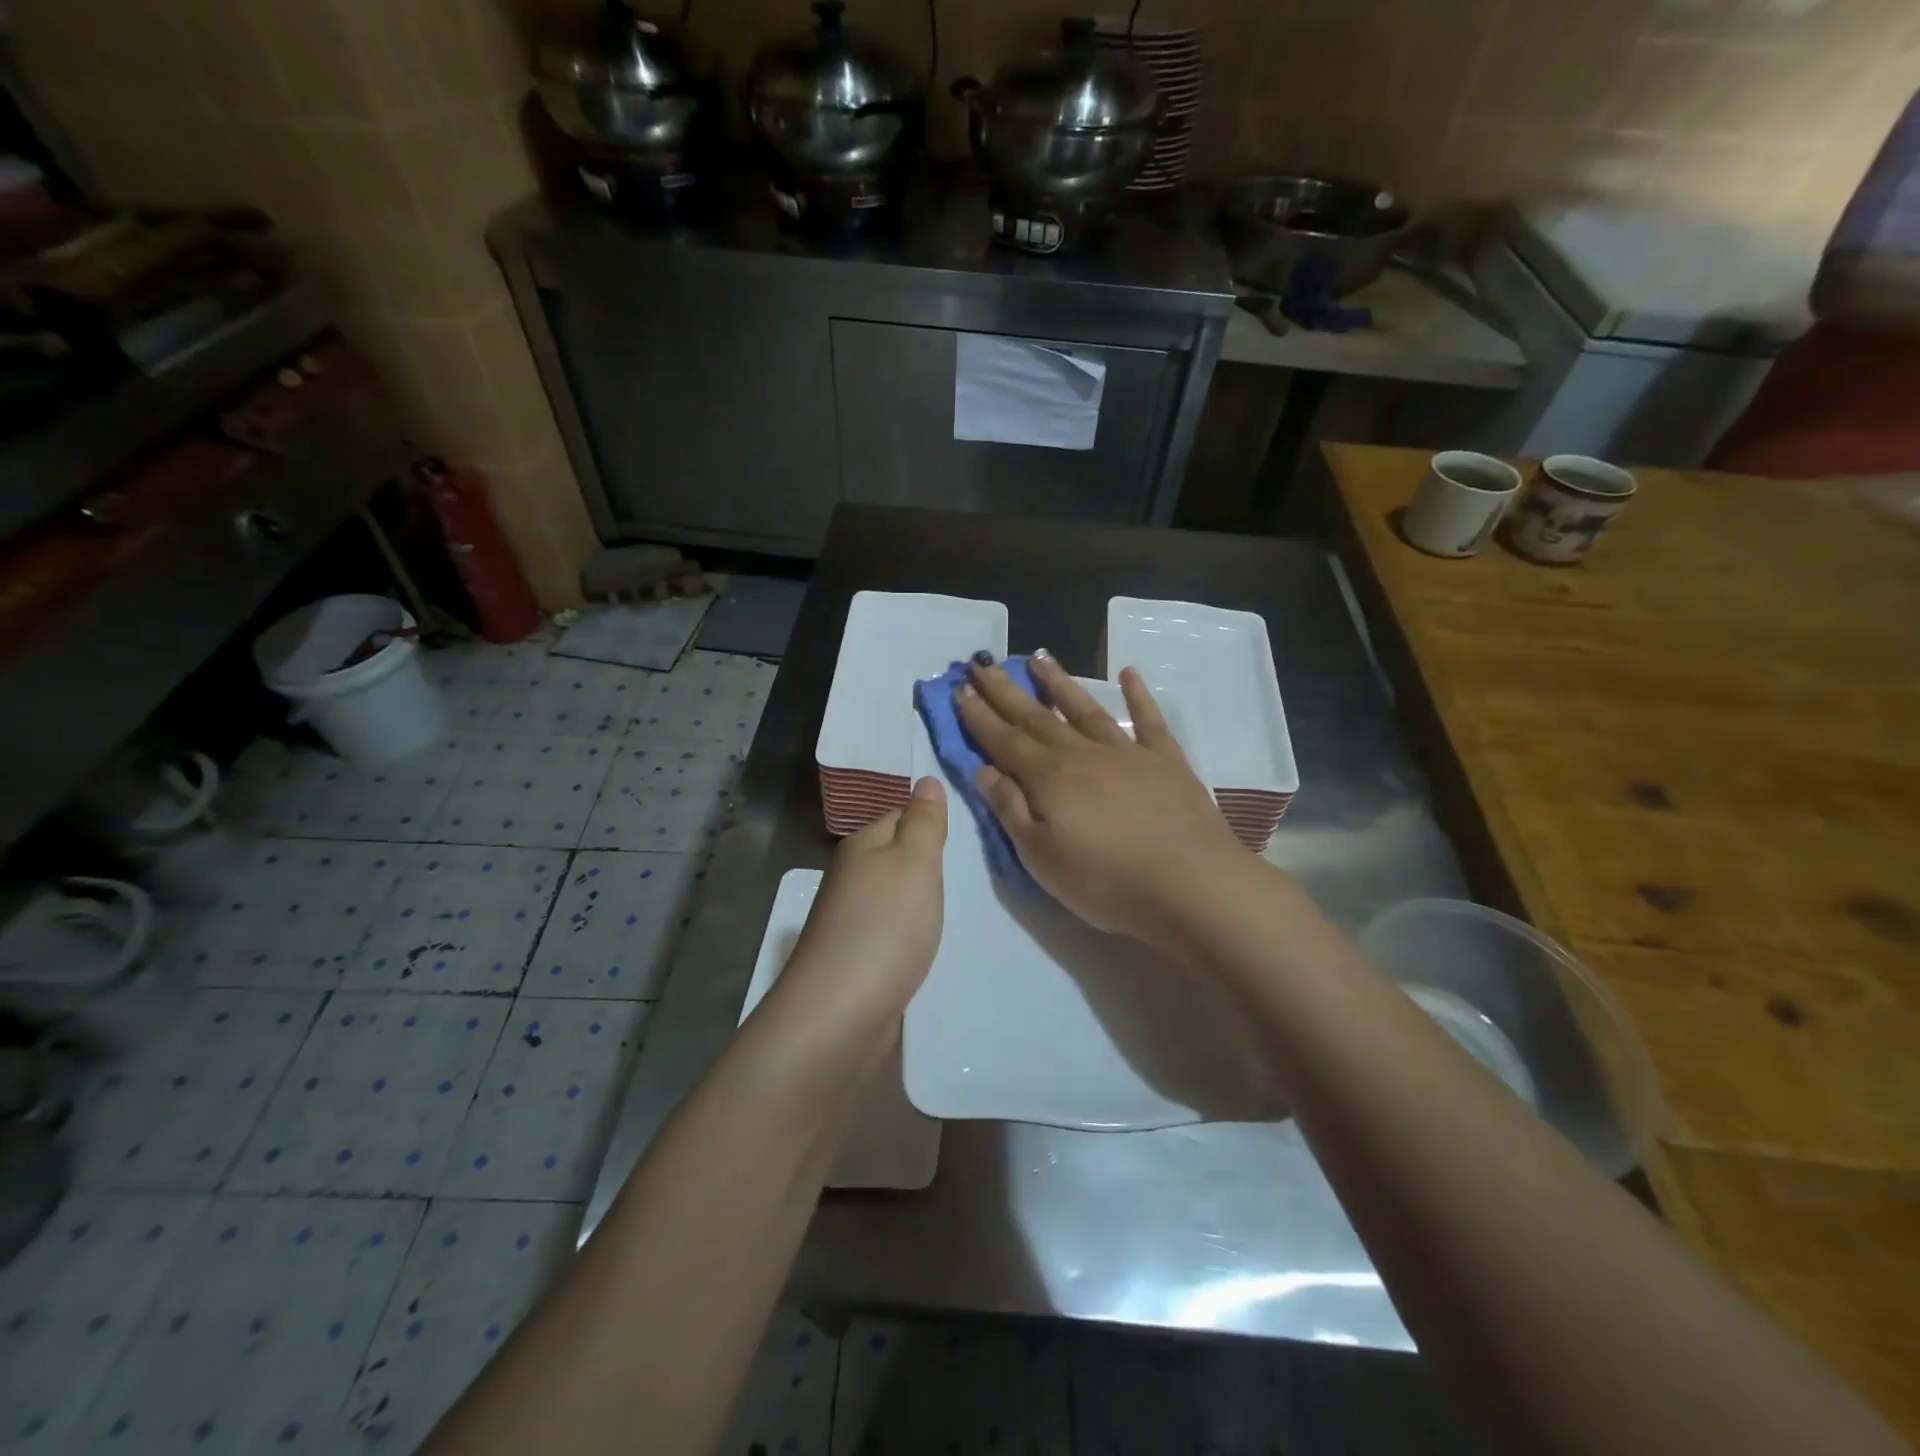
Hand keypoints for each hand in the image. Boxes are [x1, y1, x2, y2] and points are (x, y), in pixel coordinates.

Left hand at [780, 776, 947, 1025]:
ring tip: (966, 910)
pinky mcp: (859, 960)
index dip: (933, 823)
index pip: (901, 816)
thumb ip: (924, 821)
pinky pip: (896, 934)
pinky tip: (937, 947)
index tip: (972, 835)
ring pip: (898, 899)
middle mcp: (852, 878)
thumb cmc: (884, 926)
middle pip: (899, 859)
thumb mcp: (914, 861)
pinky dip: (916, 937)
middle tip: (978, 874)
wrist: (840, 1015)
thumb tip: (926, 780)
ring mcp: (852, 921)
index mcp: (861, 846)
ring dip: (926, 904)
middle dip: (934, 867)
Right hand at [956, 653, 1245, 950]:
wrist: (1192, 884)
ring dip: (1059, 682)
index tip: (959, 689)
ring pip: (1084, 708)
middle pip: (1036, 716)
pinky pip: (1147, 719)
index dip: (979, 716)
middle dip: (1006, 691)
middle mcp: (1082, 753)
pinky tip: (1129, 672)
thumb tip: (985, 770)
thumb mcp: (1041, 857)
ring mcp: (1127, 752)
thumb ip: (1011, 809)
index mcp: (1049, 777)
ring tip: (1038, 658)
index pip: (1003, 740)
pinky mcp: (1165, 760)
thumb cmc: (1107, 881)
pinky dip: (1137, 694)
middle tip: (982, 663)